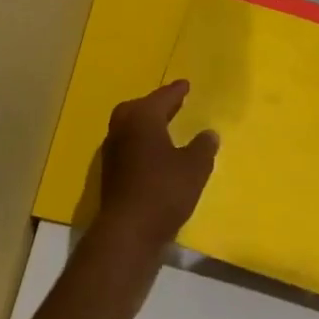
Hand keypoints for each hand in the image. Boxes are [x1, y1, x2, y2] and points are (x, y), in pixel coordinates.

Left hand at [94, 80, 218, 251]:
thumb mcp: (194, 168)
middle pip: (139, 108)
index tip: (185, 85)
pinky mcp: (110, 173)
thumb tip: (209, 134)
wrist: (127, 232)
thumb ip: (203, 147)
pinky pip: (128, 146)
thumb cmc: (163, 191)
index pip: (162, 97)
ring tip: (164, 128)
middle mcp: (122, 128)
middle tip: (173, 104)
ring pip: (130, 127)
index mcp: (142, 118)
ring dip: (146, 124)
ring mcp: (112, 151)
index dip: (176, 92)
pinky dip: (141, 143)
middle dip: (156, 105)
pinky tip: (154, 155)